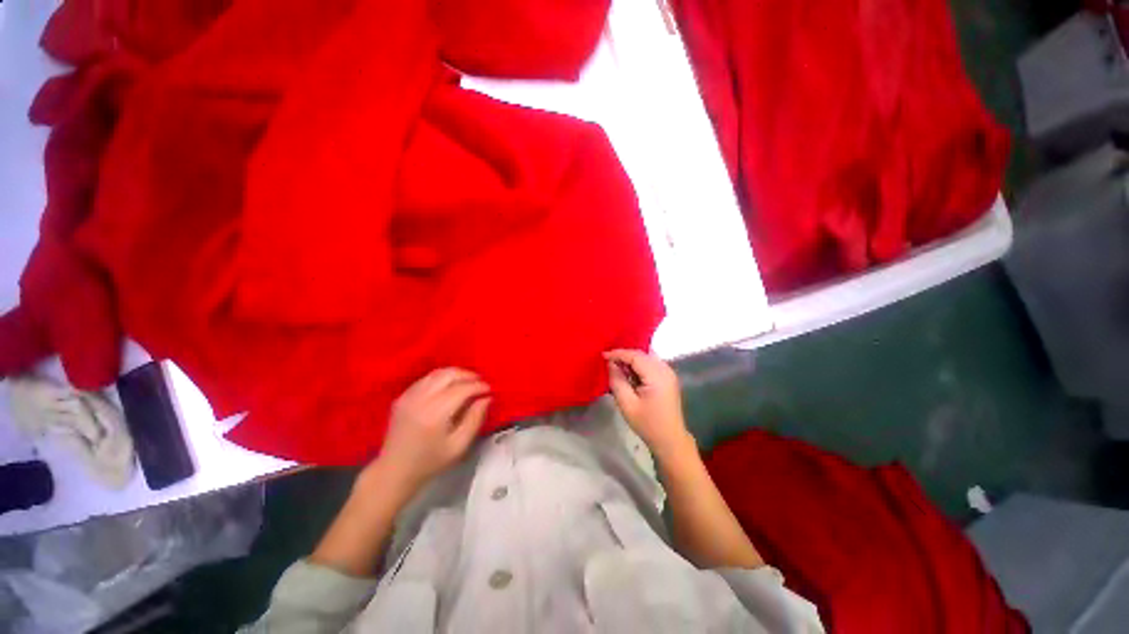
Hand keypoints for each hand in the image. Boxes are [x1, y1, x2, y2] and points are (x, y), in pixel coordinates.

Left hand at [371, 368, 490, 495]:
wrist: (394, 471)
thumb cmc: (430, 462)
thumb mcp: (459, 446)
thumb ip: (475, 419)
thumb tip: (487, 398)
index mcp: (435, 413)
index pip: (462, 389)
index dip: (479, 386)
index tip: (490, 390)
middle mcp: (421, 399)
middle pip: (449, 375)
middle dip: (468, 375)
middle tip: (480, 383)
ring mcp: (409, 396)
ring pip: (437, 373)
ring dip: (456, 374)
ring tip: (468, 382)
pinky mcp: (403, 396)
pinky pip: (426, 379)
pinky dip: (442, 378)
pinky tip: (450, 387)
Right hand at [604, 349, 694, 459]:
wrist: (670, 440)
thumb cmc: (648, 424)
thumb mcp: (627, 404)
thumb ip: (617, 381)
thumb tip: (610, 364)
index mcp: (657, 376)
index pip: (635, 356)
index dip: (618, 353)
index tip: (602, 355)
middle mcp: (665, 369)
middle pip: (642, 354)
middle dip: (624, 355)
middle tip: (608, 360)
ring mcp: (669, 373)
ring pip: (647, 357)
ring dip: (632, 359)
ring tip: (616, 365)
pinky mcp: (668, 378)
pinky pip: (651, 363)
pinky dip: (639, 364)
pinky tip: (629, 372)